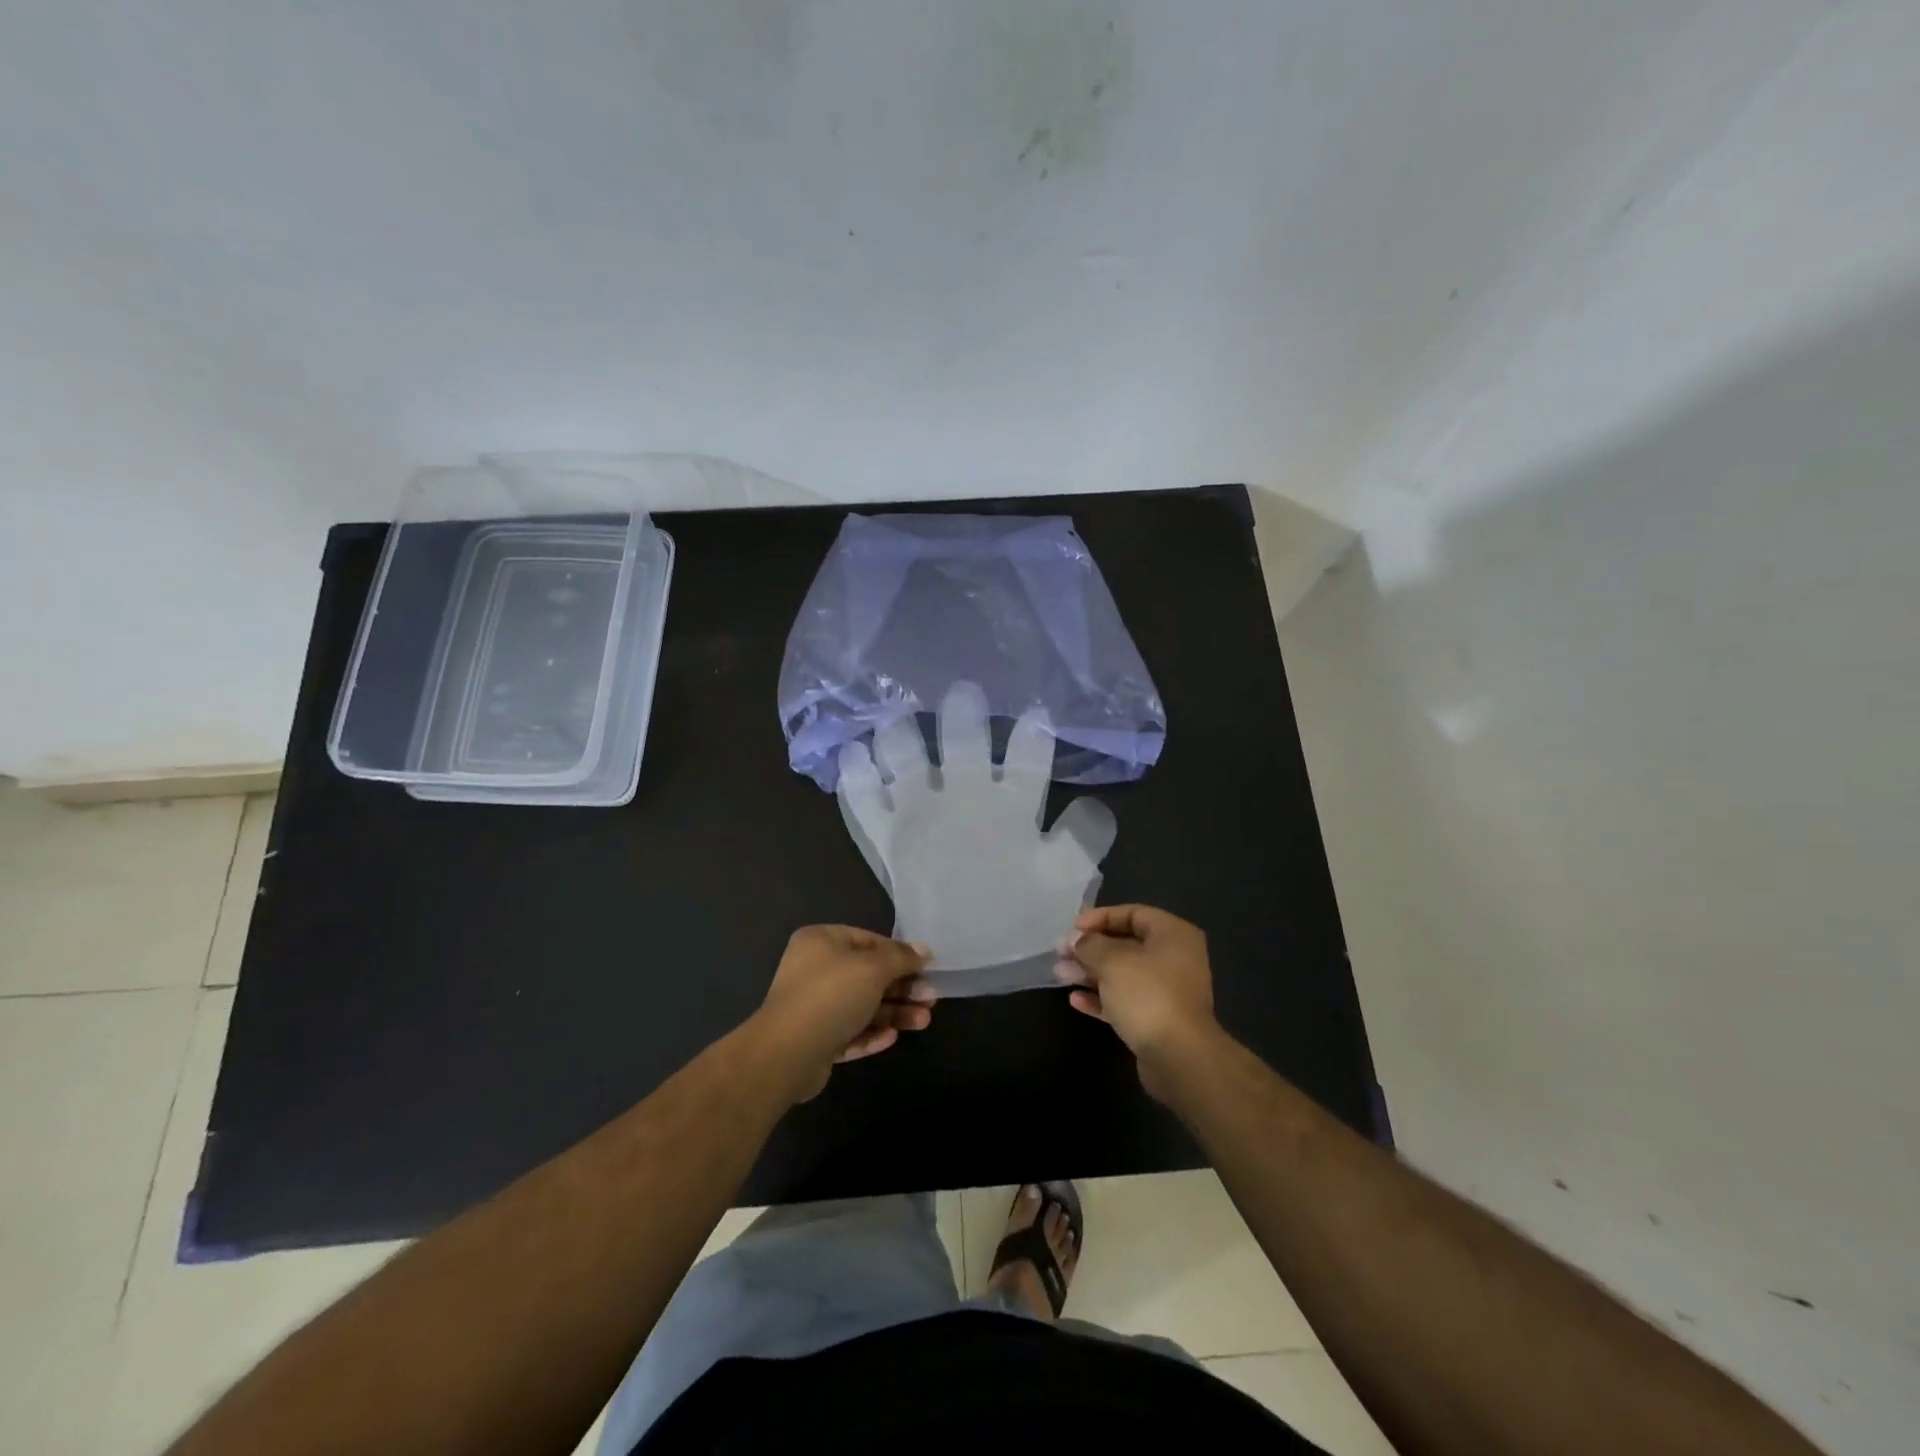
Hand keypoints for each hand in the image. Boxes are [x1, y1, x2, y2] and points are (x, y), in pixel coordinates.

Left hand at [750, 926, 934, 1101]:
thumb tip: (923, 950)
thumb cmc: (831, 996)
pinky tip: (892, 1038)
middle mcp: (815, 970)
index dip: (900, 954)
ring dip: (893, 1013)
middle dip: (902, 988)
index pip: (869, 941)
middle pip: (868, 975)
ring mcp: (813, 1007)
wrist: (786, 1054)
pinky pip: (850, 1032)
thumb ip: (900, 957)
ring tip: (923, 1021)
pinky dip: (871, 1033)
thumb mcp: (873, 968)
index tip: (927, 968)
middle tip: (931, 999)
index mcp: (821, 942)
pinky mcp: (816, 1040)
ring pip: (862, 1006)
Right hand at [1055, 905, 1219, 1096]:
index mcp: (1173, 935)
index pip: (1132, 913)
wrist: (1179, 1057)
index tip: (1072, 928)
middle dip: (1090, 949)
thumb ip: (1089, 945)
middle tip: (1060, 953)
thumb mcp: (1112, 961)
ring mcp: (1167, 991)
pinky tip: (1076, 1000)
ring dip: (1091, 973)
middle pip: (1126, 945)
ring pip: (1123, 974)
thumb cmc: (1147, 995)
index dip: (1100, 917)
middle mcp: (1174, 958)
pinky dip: (1102, 998)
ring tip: (1060, 975)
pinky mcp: (1158, 1019)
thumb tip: (1074, 939)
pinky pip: (1126, 1001)